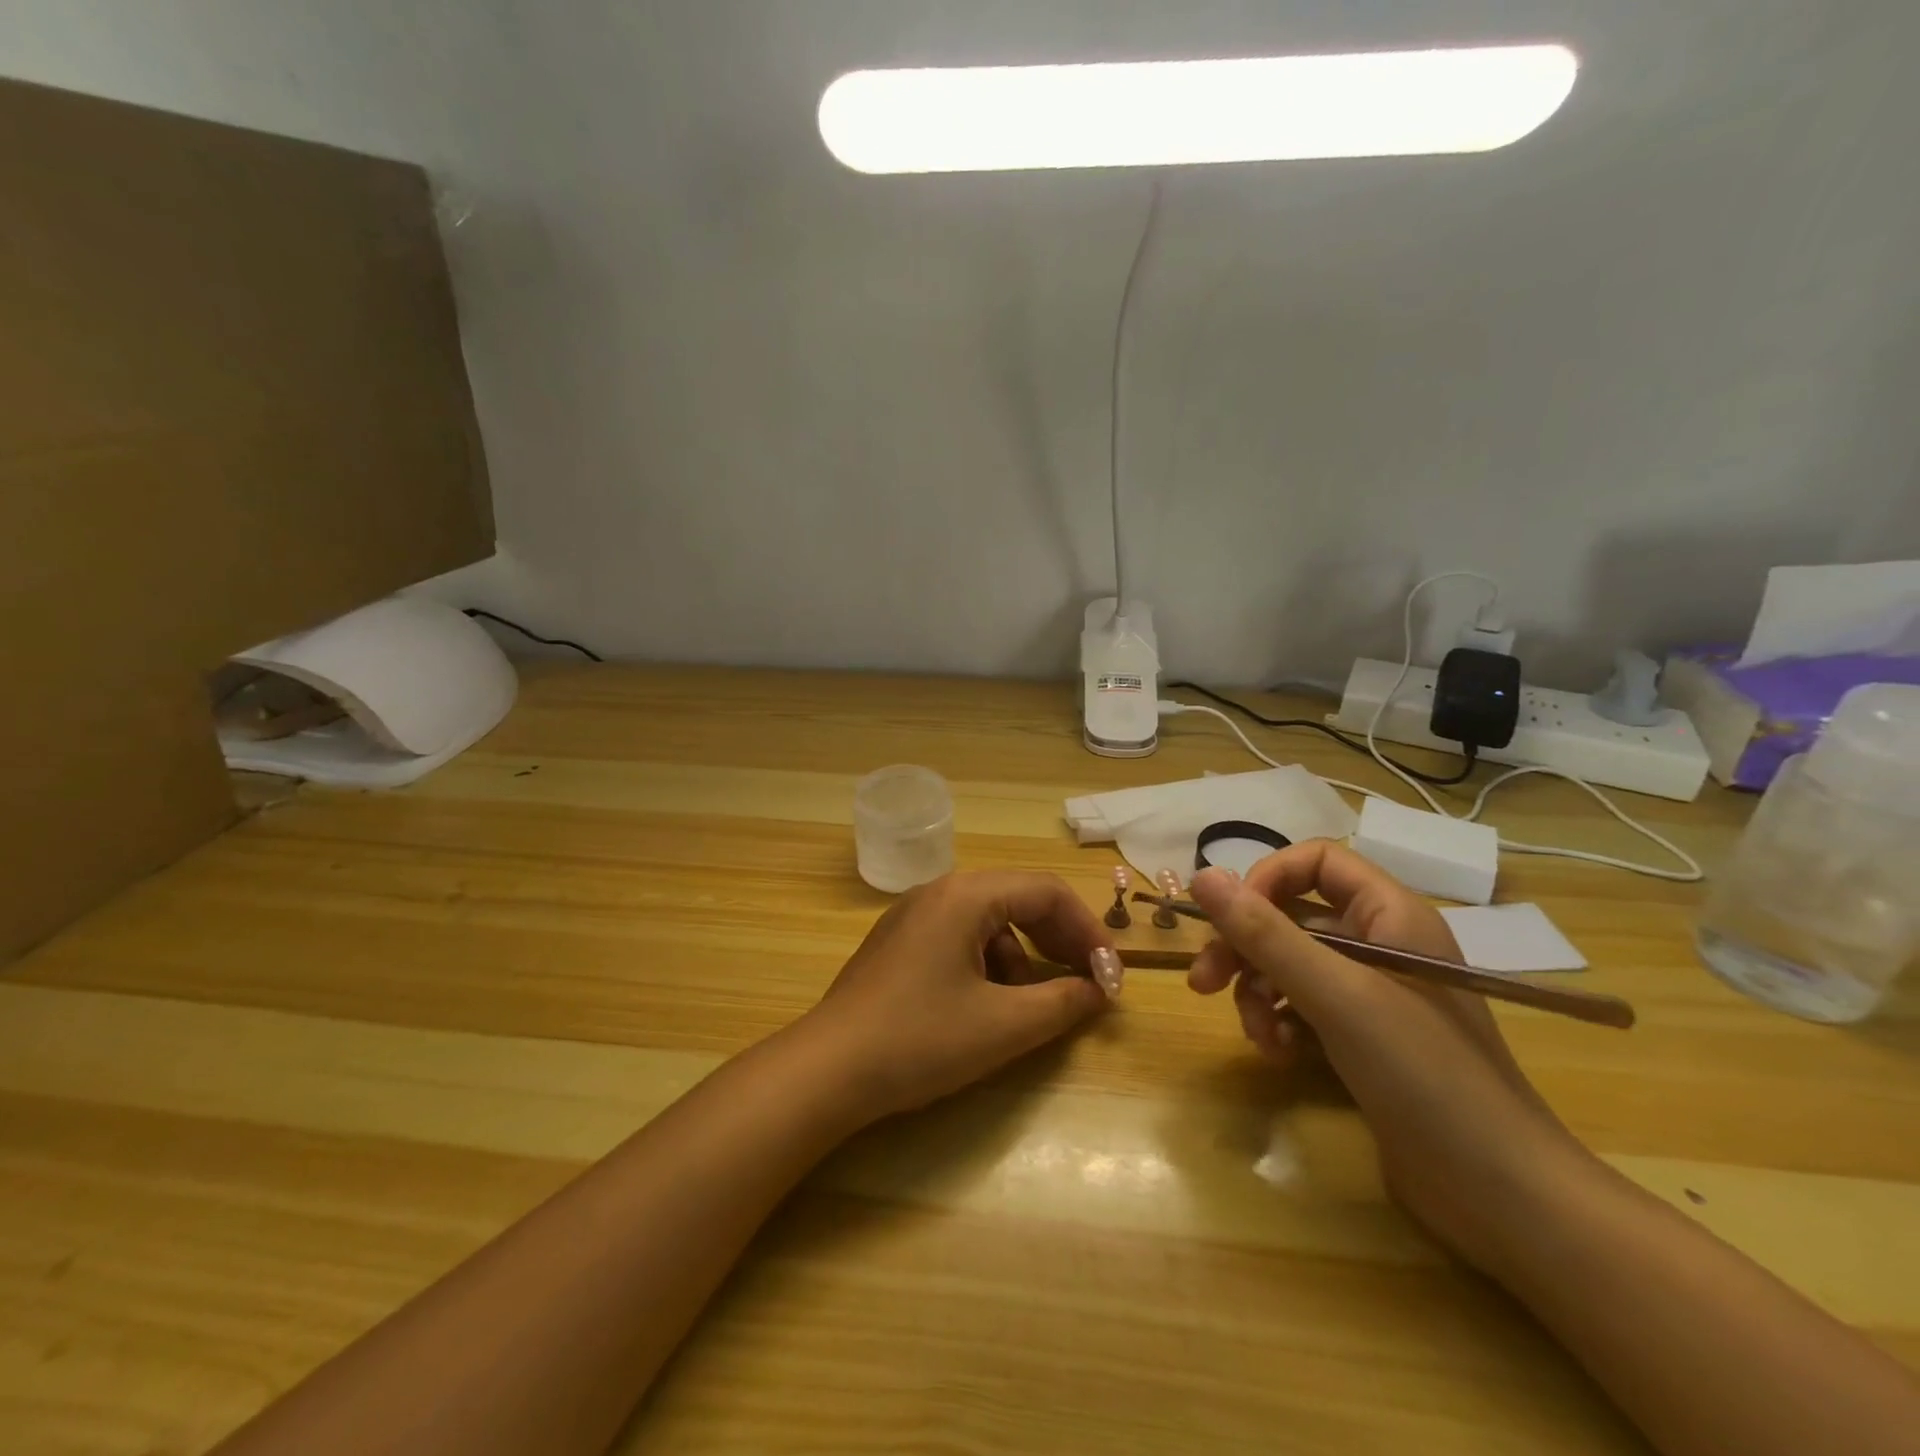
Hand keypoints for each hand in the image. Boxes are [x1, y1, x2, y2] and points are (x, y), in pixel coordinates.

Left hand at [800, 872, 1121, 1119]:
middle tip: (1087, 985)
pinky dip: (988, 966)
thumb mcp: (1003, 1026)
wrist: (827, 1070)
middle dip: (1058, 942)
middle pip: (1018, 901)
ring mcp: (913, 916)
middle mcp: (939, 892)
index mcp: (966, 895)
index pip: (1046, 892)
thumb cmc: (920, 1040)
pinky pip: (960, 939)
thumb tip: (1098, 990)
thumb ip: (1062, 1003)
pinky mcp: (899, 943)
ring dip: (1022, 960)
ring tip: (1030, 1008)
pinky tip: (986, 1008)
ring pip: (989, 923)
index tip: (1110, 976)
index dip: (1087, 931)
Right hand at [1188, 844, 1593, 1268]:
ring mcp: (1373, 994)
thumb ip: (1265, 934)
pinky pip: (1302, 1006)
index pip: (1315, 861)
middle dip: (1245, 947)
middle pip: (1291, 916)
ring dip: (1258, 992)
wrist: (1501, 1196)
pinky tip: (1277, 1054)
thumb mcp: (1336, 996)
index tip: (1230, 920)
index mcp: (1390, 914)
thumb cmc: (1423, 1074)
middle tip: (1203, 982)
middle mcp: (1380, 943)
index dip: (1266, 879)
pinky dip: (1279, 1023)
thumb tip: (1201, 876)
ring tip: (1256, 1036)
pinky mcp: (1363, 1038)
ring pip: (1290, 964)